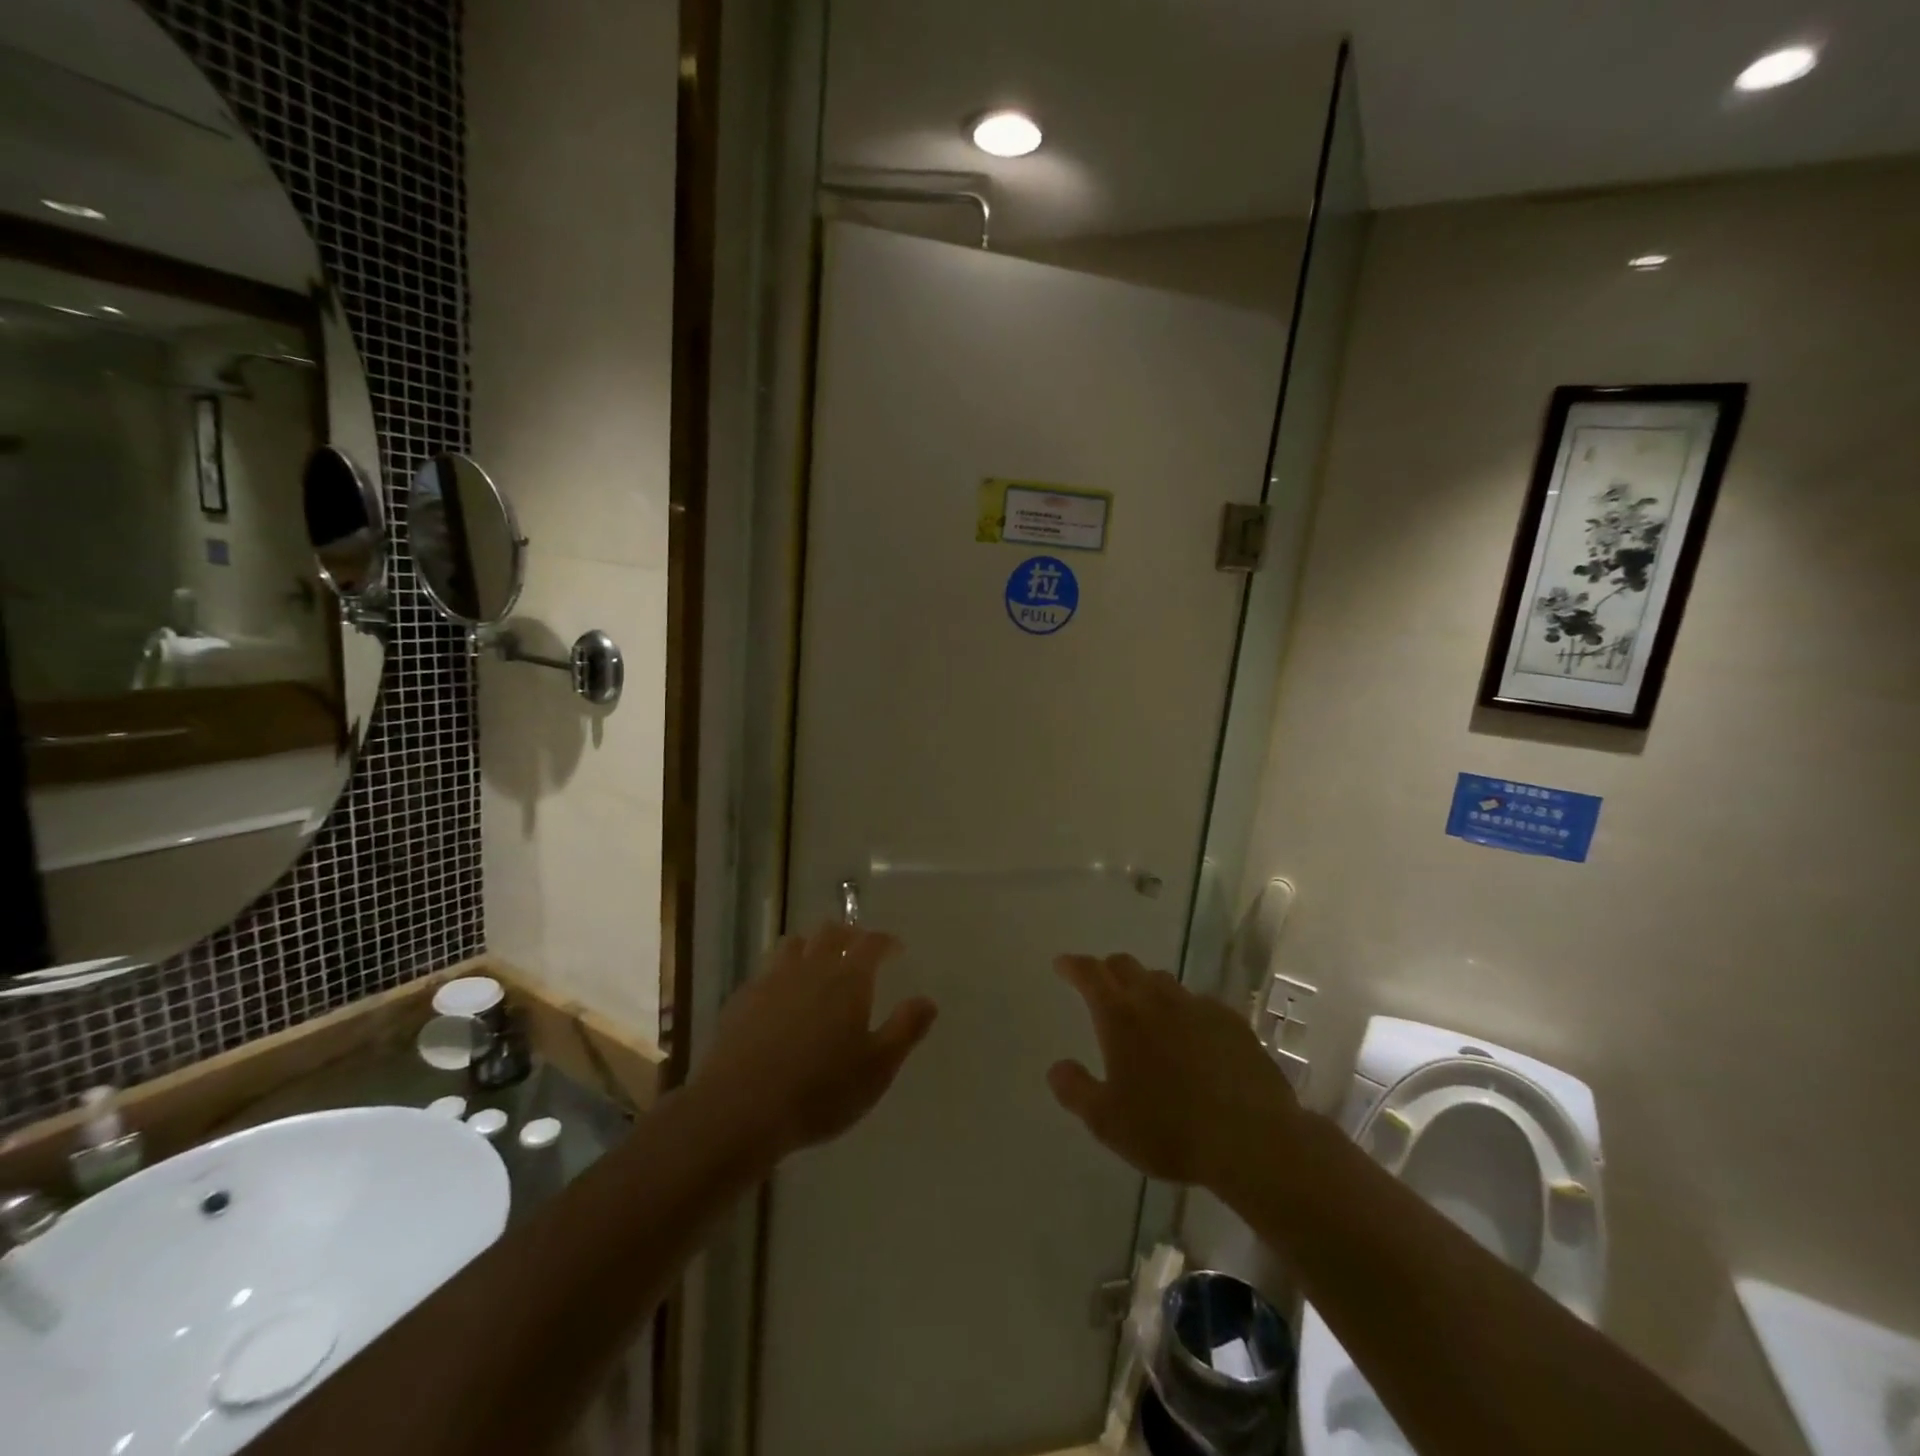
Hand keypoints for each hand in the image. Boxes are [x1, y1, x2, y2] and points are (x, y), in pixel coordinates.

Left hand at [692, 924, 937, 1163]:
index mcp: (848, 979)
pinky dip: (781, 972)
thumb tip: (928, 1001)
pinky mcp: (742, 1000)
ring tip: (818, 962)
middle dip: (849, 935)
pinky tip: (781, 995)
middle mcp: (810, 968)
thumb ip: (905, 1029)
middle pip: (830, 933)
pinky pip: (766, 971)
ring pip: (794, 945)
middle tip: (858, 948)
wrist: (740, 1109)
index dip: (885, 941)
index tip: (895, 948)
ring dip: (811, 945)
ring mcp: (771, 981)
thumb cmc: (821, 1090)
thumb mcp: (877, 1068)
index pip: (871, 943)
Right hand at [1048, 953, 1302, 1192]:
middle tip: (1100, 983)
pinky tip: (1190, 1034)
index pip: (1090, 973)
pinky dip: (1184, 1010)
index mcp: (1121, 1016)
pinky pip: (1198, 1003)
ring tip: (1144, 1009)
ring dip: (1146, 987)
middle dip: (1108, 969)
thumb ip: (1076, 1090)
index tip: (1062, 964)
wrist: (1252, 1140)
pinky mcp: (1232, 1022)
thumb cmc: (1169, 1130)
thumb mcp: (1107, 1121)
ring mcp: (1198, 1007)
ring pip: (1163, 982)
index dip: (1073, 966)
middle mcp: (1157, 1000)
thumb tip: (1057, 1067)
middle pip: (1126, 966)